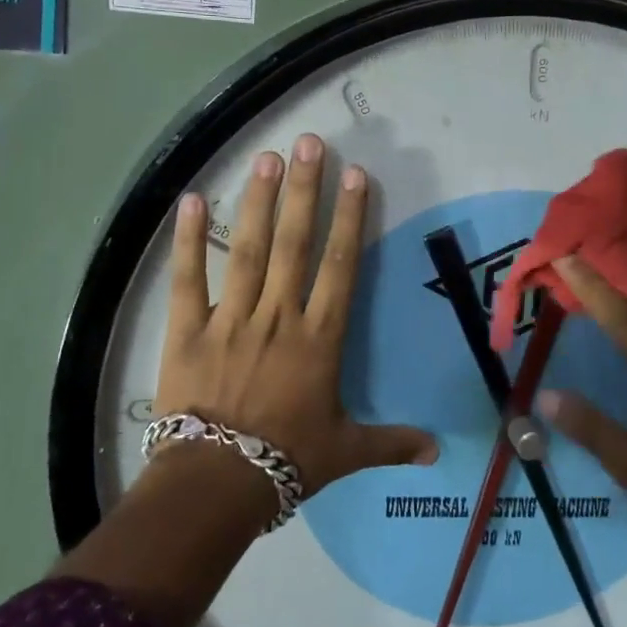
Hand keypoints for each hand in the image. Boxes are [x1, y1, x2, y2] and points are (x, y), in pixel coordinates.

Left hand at [153, 133, 437, 508]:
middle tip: (309, 143)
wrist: (218, 483)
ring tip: (267, 157)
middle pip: (294, 243)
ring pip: (248, 250)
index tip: (355, 176)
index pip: (340, 266)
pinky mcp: (188, 330)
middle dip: (304, 191)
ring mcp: (231, 318)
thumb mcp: (346, 452)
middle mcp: (278, 315)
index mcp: (319, 337)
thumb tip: (439, 452)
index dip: (350, 218)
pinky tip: (191, 199)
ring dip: (258, 201)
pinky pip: (188, 279)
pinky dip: (188, 240)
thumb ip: (392, 443)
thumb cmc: (287, 461)